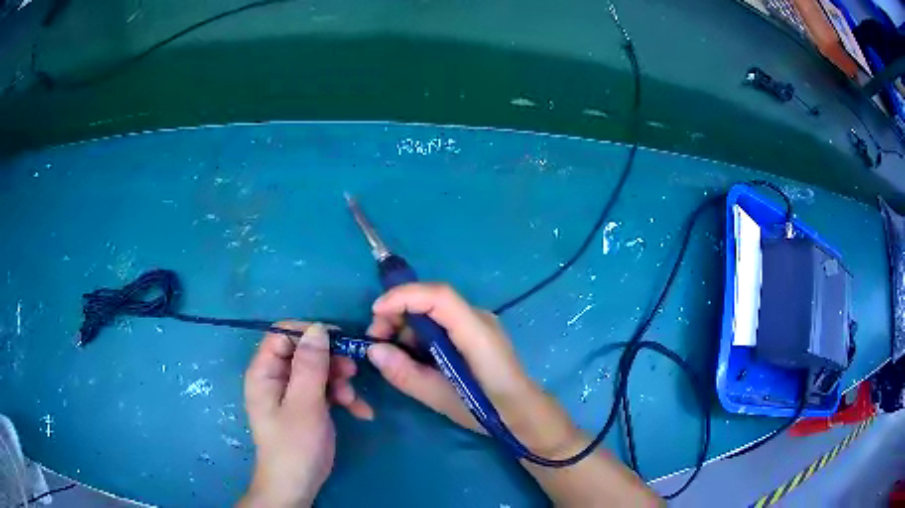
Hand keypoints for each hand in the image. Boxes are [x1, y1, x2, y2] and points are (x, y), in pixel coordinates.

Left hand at [240, 322, 370, 507]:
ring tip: (354, 401)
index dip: (309, 333)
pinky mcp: (307, 406)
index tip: (338, 340)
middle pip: (304, 352)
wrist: (298, 485)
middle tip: (352, 372)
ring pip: (319, 371)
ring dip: (341, 382)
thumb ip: (310, 365)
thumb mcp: (304, 403)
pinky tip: (362, 412)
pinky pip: (326, 391)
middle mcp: (276, 378)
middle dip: (331, 361)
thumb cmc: (295, 445)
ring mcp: (292, 393)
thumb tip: (318, 328)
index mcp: (265, 372)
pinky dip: (344, 399)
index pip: (282, 335)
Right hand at [364, 284, 583, 457]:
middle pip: (432, 299)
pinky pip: (440, 322)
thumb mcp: (441, 399)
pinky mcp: (473, 332)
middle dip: (397, 312)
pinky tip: (409, 353)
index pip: (440, 296)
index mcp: (477, 334)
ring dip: (405, 324)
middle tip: (376, 340)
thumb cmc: (487, 410)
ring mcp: (477, 323)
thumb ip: (406, 374)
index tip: (375, 312)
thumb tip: (373, 350)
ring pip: (432, 310)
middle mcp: (478, 319)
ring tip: (389, 352)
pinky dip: (418, 332)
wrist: (522, 413)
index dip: (404, 296)